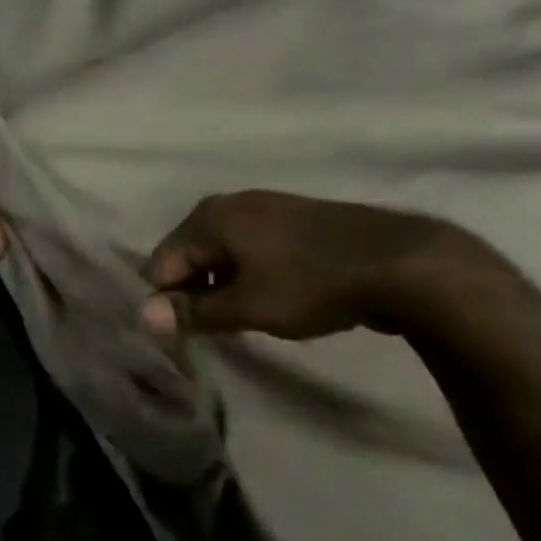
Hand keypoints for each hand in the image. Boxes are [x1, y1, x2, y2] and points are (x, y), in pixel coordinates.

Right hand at [141, 191, 474, 339]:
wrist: (398, 261)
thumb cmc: (310, 283)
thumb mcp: (246, 306)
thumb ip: (192, 312)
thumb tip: (143, 317)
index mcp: (208, 217)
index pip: (161, 264)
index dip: (169, 304)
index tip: (192, 337)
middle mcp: (228, 203)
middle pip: (189, 255)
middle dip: (197, 294)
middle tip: (223, 330)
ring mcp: (263, 207)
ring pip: (222, 253)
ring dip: (225, 287)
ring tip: (251, 318)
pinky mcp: (293, 218)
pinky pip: (251, 248)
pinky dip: (251, 274)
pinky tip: (277, 298)